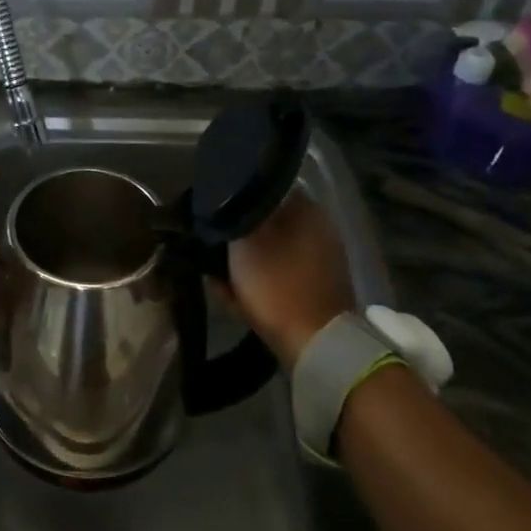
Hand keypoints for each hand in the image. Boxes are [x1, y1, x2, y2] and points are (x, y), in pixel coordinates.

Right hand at [227, 191, 356, 366]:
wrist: (314, 343)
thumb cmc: (277, 284)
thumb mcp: (243, 243)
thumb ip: (233, 216)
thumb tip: (224, 200)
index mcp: (306, 210)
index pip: (265, 188)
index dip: (236, 198)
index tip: (213, 210)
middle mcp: (318, 229)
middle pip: (266, 222)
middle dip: (238, 233)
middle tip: (211, 243)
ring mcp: (319, 261)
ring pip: (269, 251)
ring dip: (243, 261)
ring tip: (215, 272)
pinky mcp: (314, 289)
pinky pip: (277, 276)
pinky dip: (255, 282)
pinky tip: (229, 292)